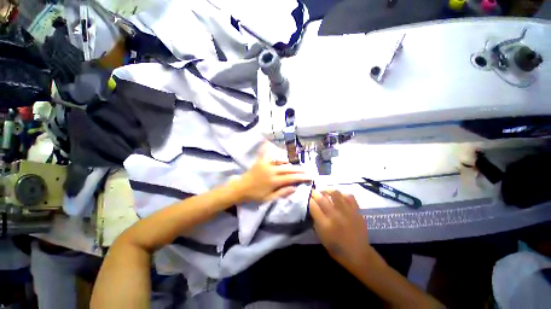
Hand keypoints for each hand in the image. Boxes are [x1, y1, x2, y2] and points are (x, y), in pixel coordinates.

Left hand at [232, 142, 310, 202]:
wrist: (241, 189)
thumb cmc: (255, 195)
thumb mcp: (269, 198)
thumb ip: (282, 192)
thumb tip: (295, 188)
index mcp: (274, 181)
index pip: (291, 178)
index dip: (301, 177)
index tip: (310, 176)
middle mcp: (271, 170)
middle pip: (288, 168)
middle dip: (299, 169)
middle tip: (307, 170)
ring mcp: (265, 164)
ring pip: (280, 160)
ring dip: (289, 162)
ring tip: (295, 164)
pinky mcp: (260, 161)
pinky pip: (265, 152)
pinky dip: (267, 147)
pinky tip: (268, 142)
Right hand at [310, 190, 376, 269]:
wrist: (359, 254)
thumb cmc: (336, 248)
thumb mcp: (321, 237)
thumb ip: (316, 221)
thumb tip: (313, 207)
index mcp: (325, 225)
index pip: (313, 206)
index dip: (309, 200)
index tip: (308, 198)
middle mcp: (335, 216)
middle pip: (322, 198)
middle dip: (315, 193)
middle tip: (314, 192)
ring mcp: (347, 212)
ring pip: (335, 194)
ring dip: (327, 190)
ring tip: (325, 191)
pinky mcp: (357, 211)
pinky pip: (349, 196)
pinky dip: (342, 194)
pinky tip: (339, 196)